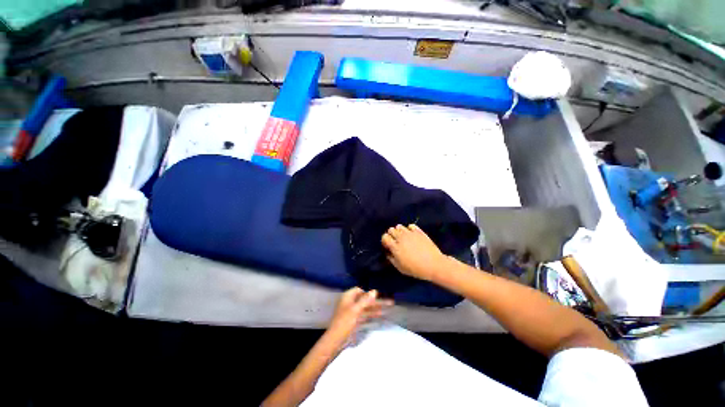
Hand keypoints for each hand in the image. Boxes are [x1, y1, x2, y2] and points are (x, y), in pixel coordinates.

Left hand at [325, 288, 393, 347]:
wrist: (335, 340)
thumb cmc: (344, 322)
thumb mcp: (356, 310)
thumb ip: (365, 300)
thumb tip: (374, 291)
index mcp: (348, 297)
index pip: (359, 290)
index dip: (367, 293)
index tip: (377, 296)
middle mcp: (350, 302)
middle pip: (364, 299)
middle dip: (375, 301)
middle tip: (389, 303)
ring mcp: (351, 312)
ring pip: (365, 308)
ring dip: (374, 308)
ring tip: (386, 309)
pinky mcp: (353, 321)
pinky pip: (364, 315)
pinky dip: (371, 315)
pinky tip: (379, 316)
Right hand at [381, 224, 449, 281]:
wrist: (434, 264)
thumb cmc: (415, 269)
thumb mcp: (400, 268)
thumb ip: (391, 259)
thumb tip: (388, 252)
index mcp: (395, 246)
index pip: (385, 237)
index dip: (385, 241)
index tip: (388, 246)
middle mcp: (401, 237)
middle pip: (391, 229)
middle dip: (391, 235)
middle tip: (396, 242)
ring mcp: (410, 233)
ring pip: (399, 226)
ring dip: (399, 231)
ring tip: (403, 238)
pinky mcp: (419, 231)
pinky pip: (410, 225)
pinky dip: (410, 229)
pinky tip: (412, 235)